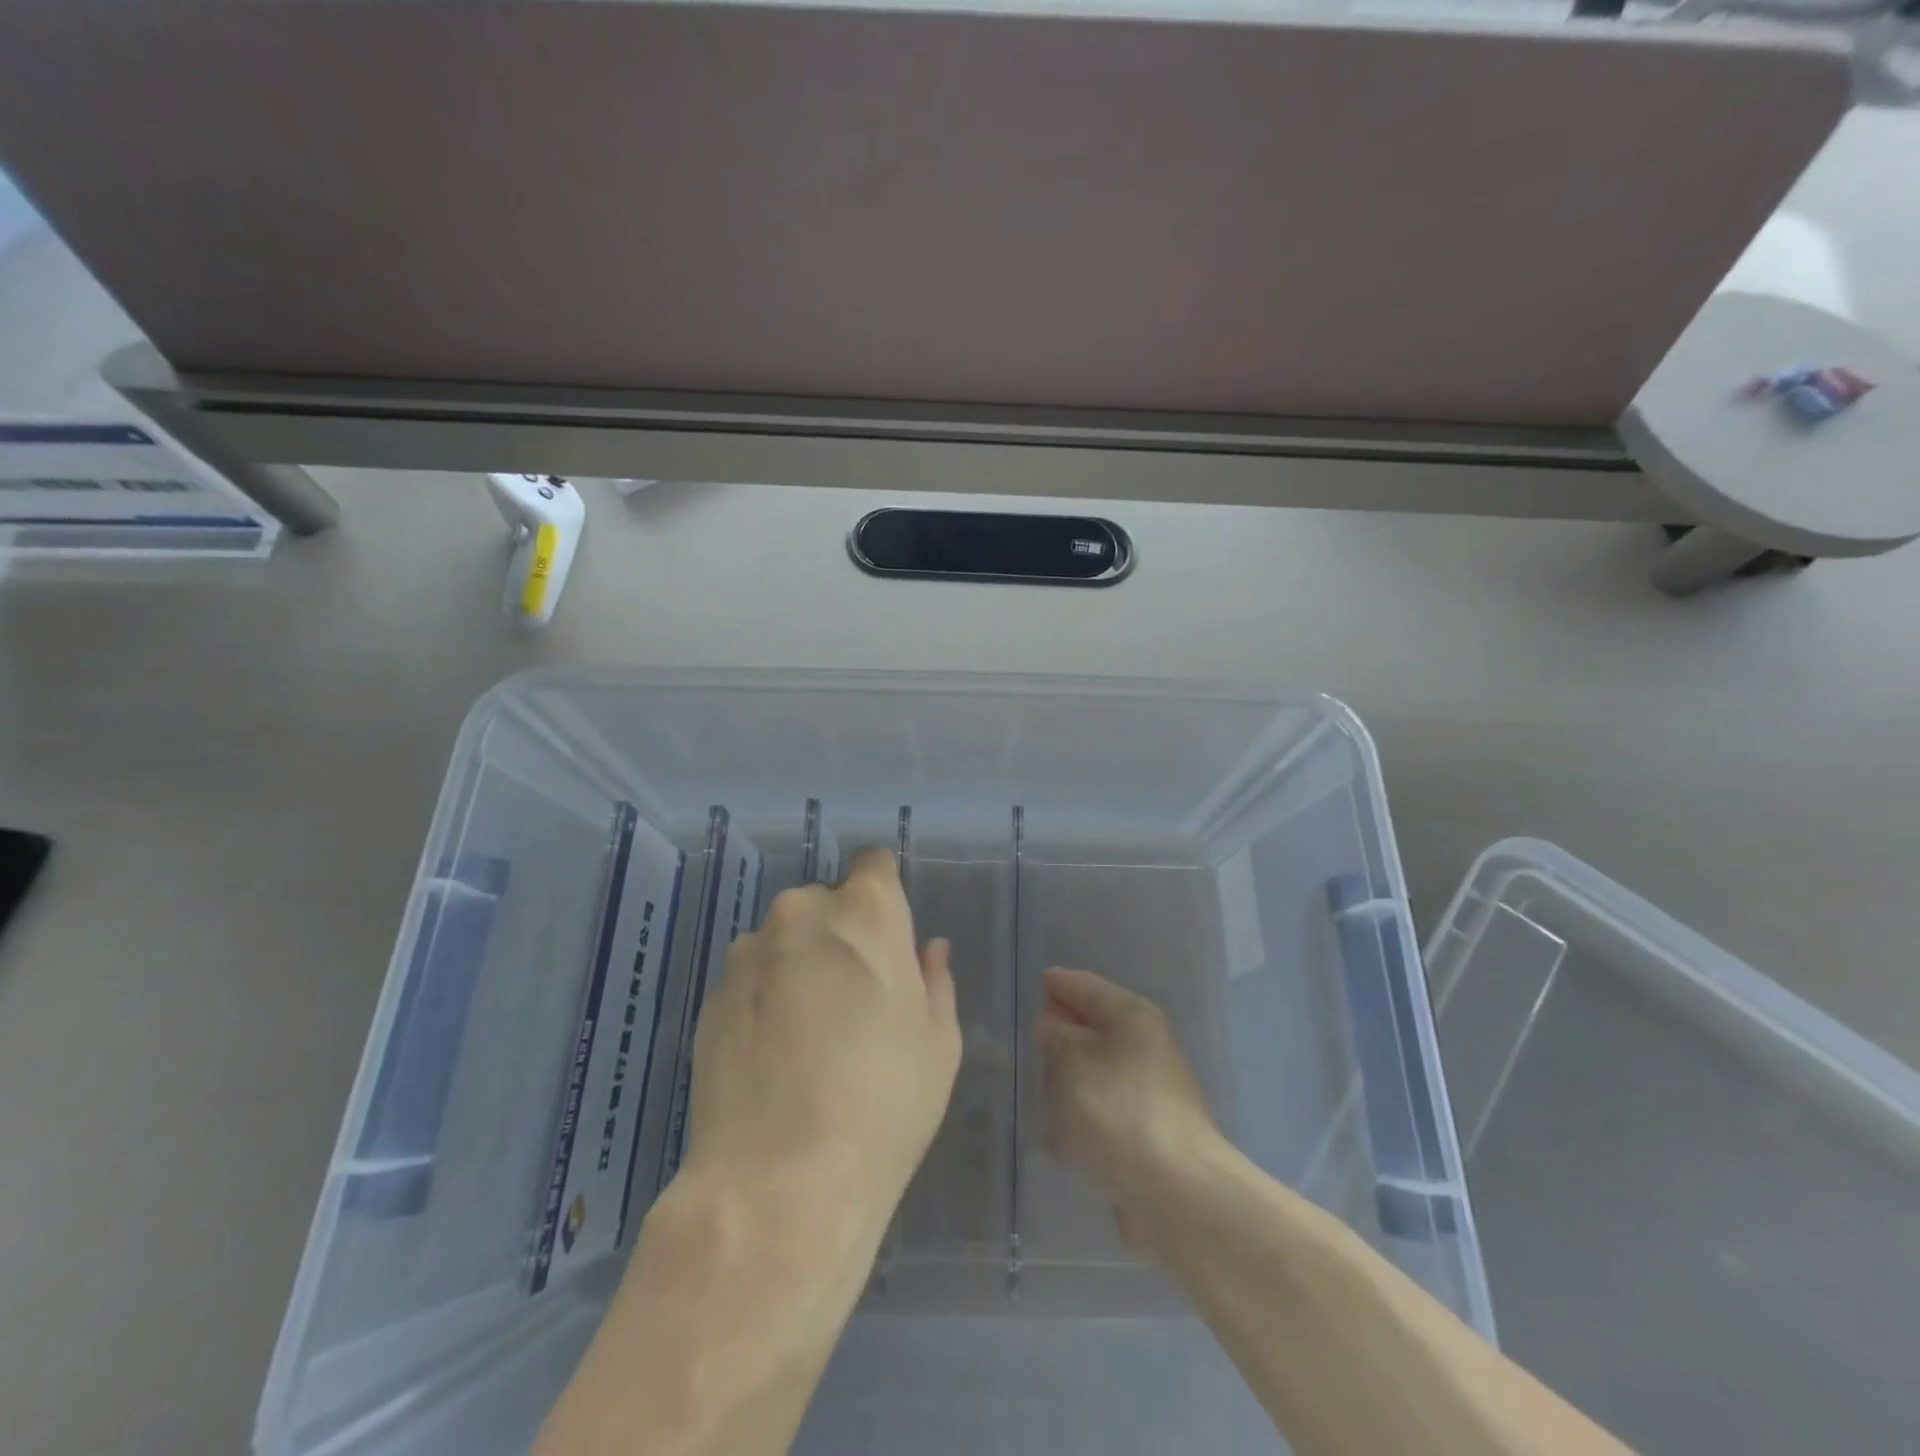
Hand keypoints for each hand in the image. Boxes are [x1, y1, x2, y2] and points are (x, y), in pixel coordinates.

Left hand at [683, 847, 961, 1243]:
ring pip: (785, 938)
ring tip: (808, 1031)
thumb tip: (927, 949)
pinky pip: (751, 976)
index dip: (885, 892)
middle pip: (827, 902)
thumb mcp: (938, 1043)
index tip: (889, 934)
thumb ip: (935, 980)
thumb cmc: (883, 1104)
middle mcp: (802, 914)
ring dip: (800, 962)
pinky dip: (765, 996)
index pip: (875, 864)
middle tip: (855, 995)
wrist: (779, 1184)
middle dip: (842, 933)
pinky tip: (774, 1053)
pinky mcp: (712, 995)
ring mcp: (749, 953)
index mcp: (866, 913)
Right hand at [1038, 965, 1221, 1255]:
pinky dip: (1082, 1122)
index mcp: (1132, 1018)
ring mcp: (1149, 1095)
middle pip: (1095, 1031)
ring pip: (1097, 1076)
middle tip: (1035, 1041)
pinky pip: (1103, 1117)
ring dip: (1069, 1083)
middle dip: (1064, 1037)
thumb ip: (1055, 1036)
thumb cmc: (1117, 1111)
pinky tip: (1058, 1140)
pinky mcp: (1146, 1137)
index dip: (1061, 984)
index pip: (1088, 987)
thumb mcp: (1071, 1062)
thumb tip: (1053, 1026)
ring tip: (1041, 1093)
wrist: (1175, 1193)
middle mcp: (1145, 1049)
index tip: (1039, 983)